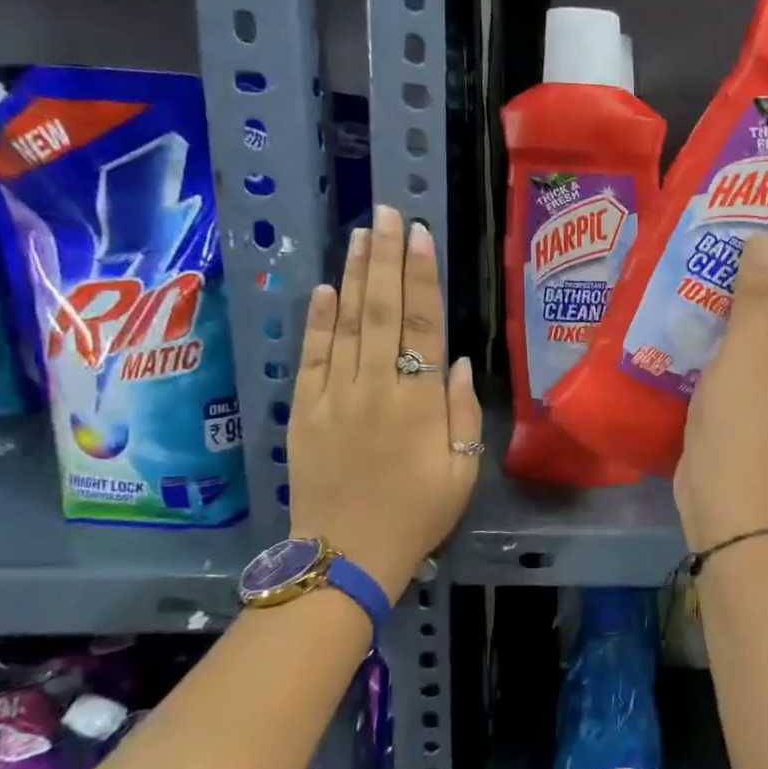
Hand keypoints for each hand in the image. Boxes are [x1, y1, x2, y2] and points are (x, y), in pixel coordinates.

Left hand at [286, 207, 482, 601]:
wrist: (347, 556)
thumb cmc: (418, 514)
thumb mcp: (462, 470)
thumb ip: (463, 412)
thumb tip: (461, 361)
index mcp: (419, 403)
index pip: (421, 326)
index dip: (421, 278)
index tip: (420, 236)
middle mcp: (376, 388)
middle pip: (381, 311)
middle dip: (387, 258)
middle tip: (388, 212)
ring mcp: (334, 397)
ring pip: (346, 324)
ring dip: (355, 275)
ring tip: (362, 233)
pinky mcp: (304, 411)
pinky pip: (312, 357)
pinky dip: (318, 320)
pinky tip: (326, 288)